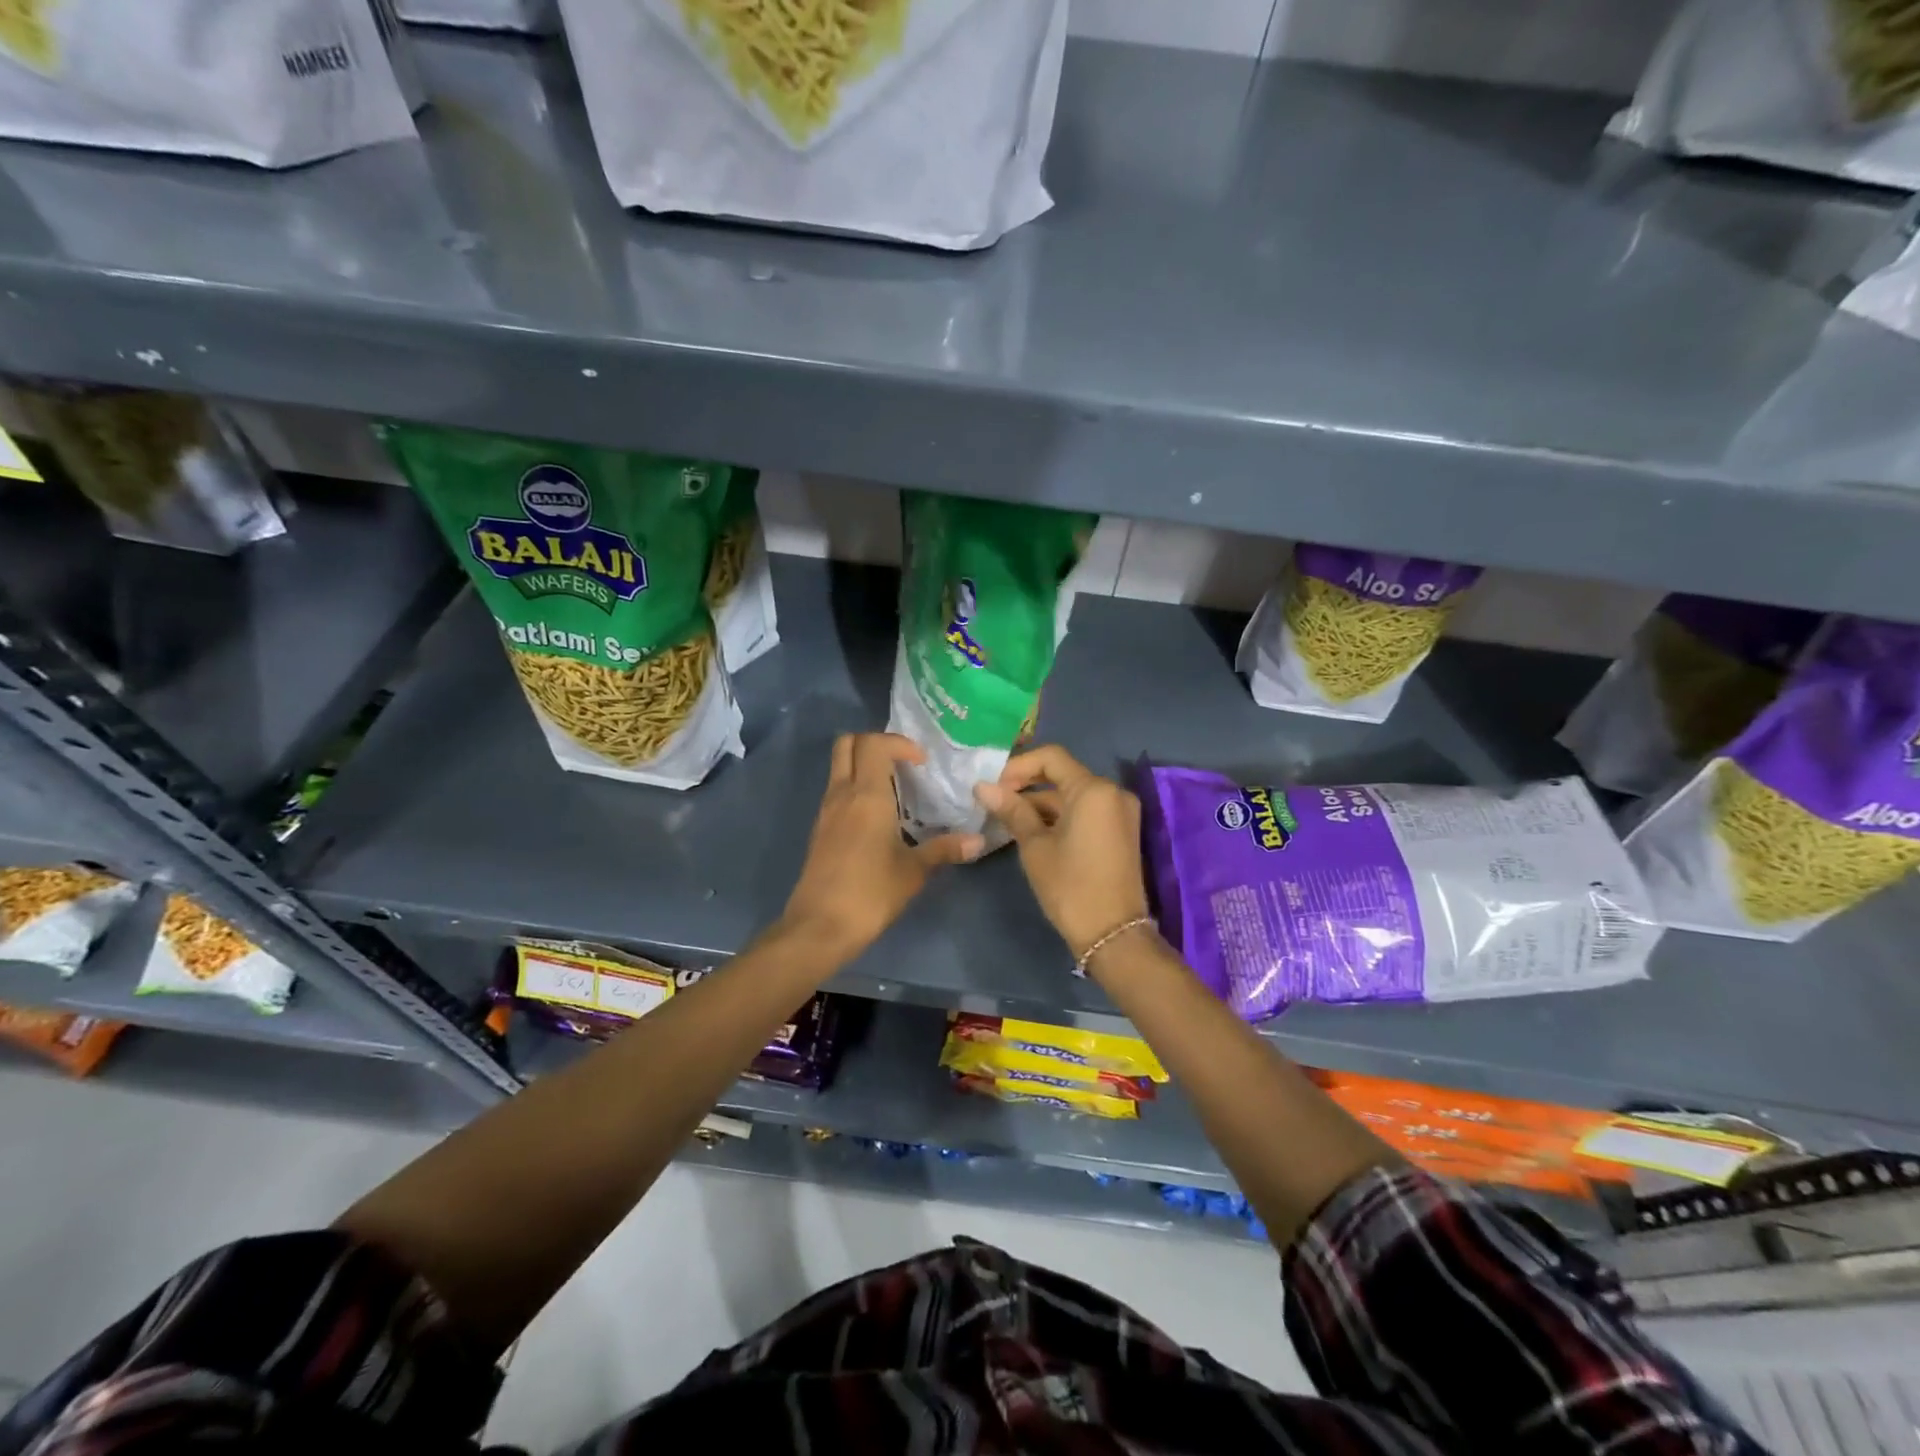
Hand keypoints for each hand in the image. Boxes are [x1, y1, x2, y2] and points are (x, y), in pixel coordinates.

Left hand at [779, 733, 983, 960]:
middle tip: (903, 764)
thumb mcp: (913, 871)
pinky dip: (855, 787)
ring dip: (864, 765)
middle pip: (847, 743)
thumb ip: (944, 850)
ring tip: (896, 789)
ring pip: (839, 766)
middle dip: (876, 743)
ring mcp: (826, 811)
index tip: (922, 763)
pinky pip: (836, 790)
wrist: (820, 926)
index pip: (874, 744)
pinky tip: (878, 816)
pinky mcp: (820, 829)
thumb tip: (978, 841)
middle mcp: (842, 794)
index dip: (899, 743)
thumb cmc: (870, 893)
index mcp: (866, 795)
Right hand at [974, 745, 1150, 962]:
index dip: (1018, 766)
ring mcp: (1120, 812)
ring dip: (1041, 802)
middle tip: (995, 801)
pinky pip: (1086, 811)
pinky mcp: (1121, 831)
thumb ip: (1012, 810)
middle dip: (1027, 784)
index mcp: (1093, 789)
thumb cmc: (1070, 886)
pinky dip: (1060, 815)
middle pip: (1063, 774)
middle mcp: (1113, 792)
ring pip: (1073, 795)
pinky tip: (1032, 830)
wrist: (1113, 935)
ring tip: (1007, 818)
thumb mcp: (1035, 846)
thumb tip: (982, 786)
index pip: (1051, 757)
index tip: (993, 786)